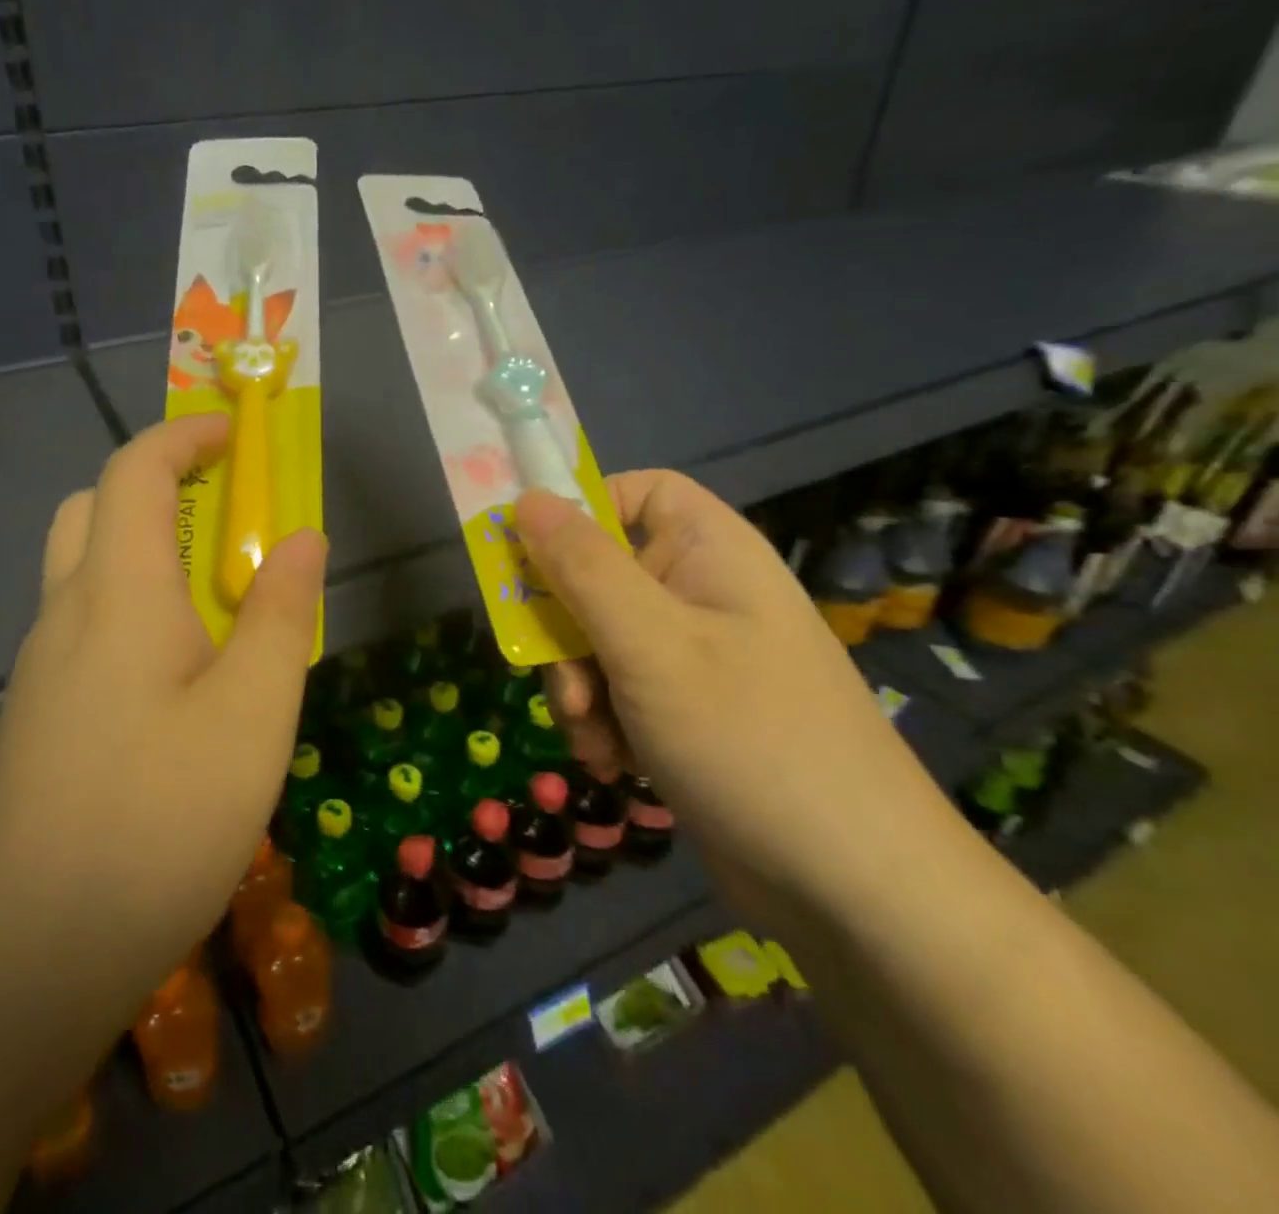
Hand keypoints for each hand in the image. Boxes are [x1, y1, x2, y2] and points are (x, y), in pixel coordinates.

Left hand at [0, 414, 325, 1012]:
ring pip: (88, 571)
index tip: (239, 435)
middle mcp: (67, 613)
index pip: (135, 471)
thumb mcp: (253, 713)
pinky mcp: (42, 716)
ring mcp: (44, 668)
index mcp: (118, 592)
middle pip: (96, 509)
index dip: (186, 436)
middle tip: (229, 515)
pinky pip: (89, 627)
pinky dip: (138, 609)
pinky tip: (183, 677)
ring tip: (221, 601)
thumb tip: (302, 538)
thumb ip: (282, 615)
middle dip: (161, 486)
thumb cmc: (157, 817)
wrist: (26, 953)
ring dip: (150, 552)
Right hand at [517, 472, 953, 927]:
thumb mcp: (648, 643)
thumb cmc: (749, 739)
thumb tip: (527, 497)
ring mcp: (697, 655)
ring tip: (595, 739)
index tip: (530, 558)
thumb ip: (581, 566)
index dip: (579, 512)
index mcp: (709, 551)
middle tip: (563, 680)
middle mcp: (703, 592)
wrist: (854, 891)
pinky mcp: (688, 711)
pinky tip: (615, 763)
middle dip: (565, 630)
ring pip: (598, 639)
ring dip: (579, 686)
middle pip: (599, 574)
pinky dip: (603, 722)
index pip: (635, 491)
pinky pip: (619, 690)